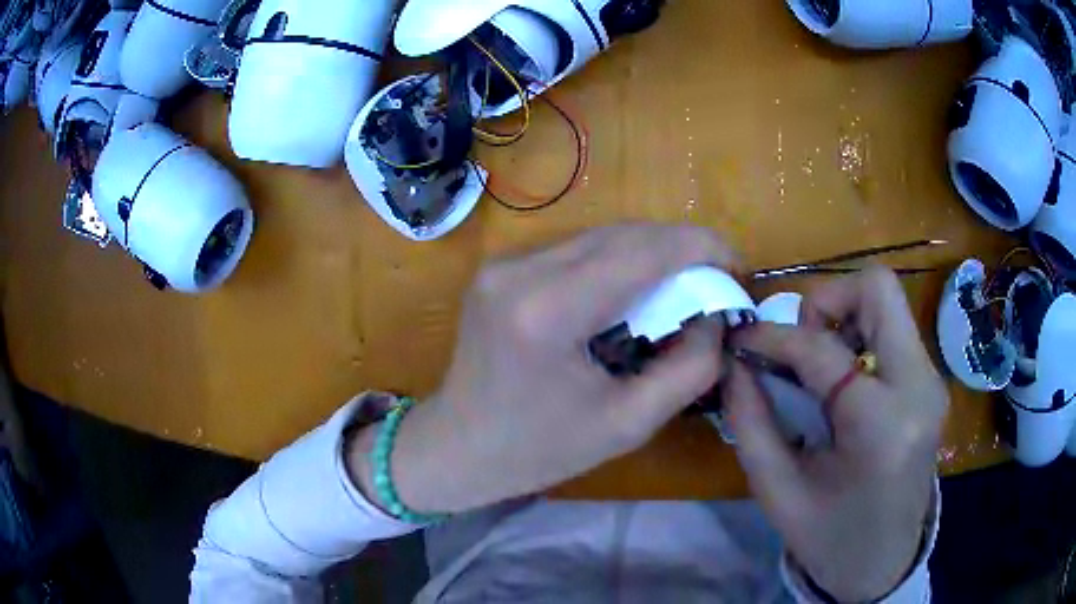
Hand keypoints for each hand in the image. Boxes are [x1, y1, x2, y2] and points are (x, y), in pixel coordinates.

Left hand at [352, 225, 738, 514]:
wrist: (456, 447)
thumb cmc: (539, 450)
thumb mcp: (627, 425)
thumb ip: (687, 369)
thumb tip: (715, 317)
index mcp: (548, 313)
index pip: (642, 252)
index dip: (700, 247)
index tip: (737, 264)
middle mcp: (521, 271)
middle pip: (623, 234)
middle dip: (681, 248)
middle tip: (715, 279)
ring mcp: (504, 264)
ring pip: (601, 235)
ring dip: (650, 252)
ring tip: (683, 285)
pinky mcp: (500, 267)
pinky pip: (575, 249)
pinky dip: (616, 261)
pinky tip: (633, 290)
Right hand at [724, 267, 947, 601]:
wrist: (885, 563)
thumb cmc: (829, 539)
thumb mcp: (778, 491)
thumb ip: (751, 421)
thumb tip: (734, 362)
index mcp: (881, 425)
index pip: (823, 348)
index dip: (774, 335)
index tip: (742, 339)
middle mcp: (918, 386)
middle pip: (877, 288)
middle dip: (826, 300)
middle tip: (798, 344)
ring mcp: (931, 380)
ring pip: (887, 301)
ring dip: (844, 316)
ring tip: (818, 366)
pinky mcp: (930, 382)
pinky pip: (893, 330)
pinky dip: (859, 336)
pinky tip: (841, 381)